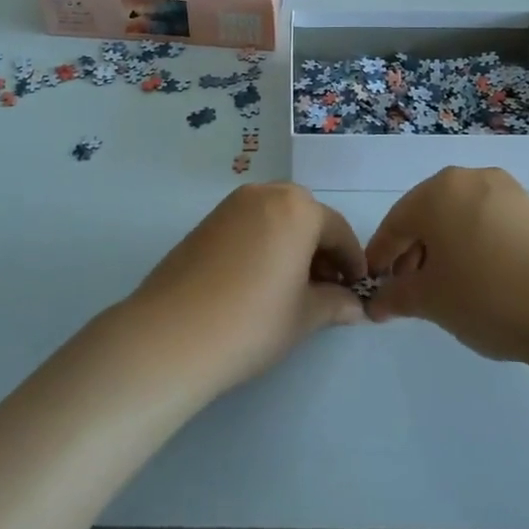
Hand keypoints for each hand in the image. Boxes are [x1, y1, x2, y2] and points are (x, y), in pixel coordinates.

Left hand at [124, 183, 367, 391]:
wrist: (172, 334)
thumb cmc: (252, 321)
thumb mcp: (304, 316)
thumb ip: (335, 304)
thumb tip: (354, 306)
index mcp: (297, 208)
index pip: (338, 230)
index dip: (352, 262)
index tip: (356, 289)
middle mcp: (265, 194)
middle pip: (306, 217)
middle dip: (320, 250)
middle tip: (325, 289)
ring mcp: (230, 206)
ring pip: (275, 219)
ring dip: (291, 245)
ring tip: (292, 287)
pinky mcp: (205, 222)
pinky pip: (248, 226)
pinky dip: (264, 245)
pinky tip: (259, 281)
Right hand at [364, 167, 528, 364]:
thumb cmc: (488, 296)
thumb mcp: (431, 301)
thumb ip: (396, 297)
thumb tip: (377, 303)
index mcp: (437, 191)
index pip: (395, 224)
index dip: (380, 257)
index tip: (373, 286)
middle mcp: (469, 178)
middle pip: (426, 215)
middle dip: (412, 253)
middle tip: (408, 291)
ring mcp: (506, 190)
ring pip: (457, 218)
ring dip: (442, 250)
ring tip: (444, 289)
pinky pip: (486, 222)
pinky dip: (472, 245)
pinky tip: (477, 278)